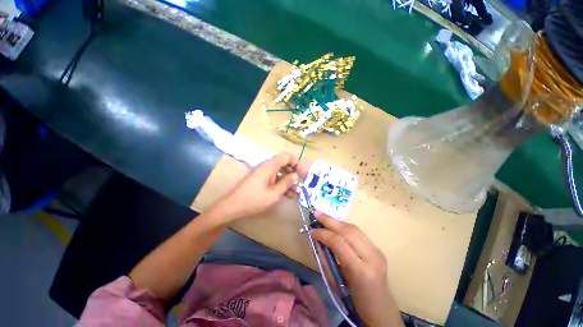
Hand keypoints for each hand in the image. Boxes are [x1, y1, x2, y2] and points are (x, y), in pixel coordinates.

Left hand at [212, 153, 309, 221]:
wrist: (231, 207)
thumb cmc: (253, 200)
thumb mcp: (274, 193)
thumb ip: (286, 183)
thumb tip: (296, 175)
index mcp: (270, 166)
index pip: (287, 156)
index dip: (297, 163)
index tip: (303, 174)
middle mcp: (267, 166)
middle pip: (284, 163)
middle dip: (294, 173)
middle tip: (300, 184)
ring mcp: (263, 173)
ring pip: (280, 172)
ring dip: (288, 180)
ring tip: (296, 193)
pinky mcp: (260, 180)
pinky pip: (274, 178)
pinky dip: (281, 184)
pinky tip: (287, 195)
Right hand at [310, 212, 403, 326]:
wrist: (381, 310)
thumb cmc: (355, 301)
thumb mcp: (337, 283)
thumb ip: (327, 259)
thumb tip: (318, 240)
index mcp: (361, 271)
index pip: (339, 243)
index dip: (323, 234)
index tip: (311, 230)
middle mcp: (372, 257)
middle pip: (348, 231)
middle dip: (330, 221)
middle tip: (316, 213)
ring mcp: (377, 252)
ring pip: (354, 229)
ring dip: (337, 222)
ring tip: (324, 217)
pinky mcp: (378, 249)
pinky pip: (358, 233)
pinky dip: (344, 227)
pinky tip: (336, 226)